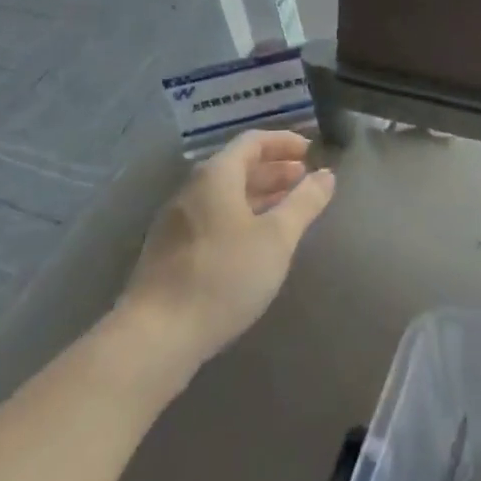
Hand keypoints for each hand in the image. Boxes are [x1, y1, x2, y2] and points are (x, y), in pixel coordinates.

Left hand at [121, 130, 334, 368]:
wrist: (154, 338)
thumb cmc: (222, 276)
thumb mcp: (276, 238)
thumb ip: (304, 203)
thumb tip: (326, 175)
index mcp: (216, 175)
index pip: (253, 141)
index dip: (284, 142)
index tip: (311, 152)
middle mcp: (192, 190)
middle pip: (237, 166)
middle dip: (274, 170)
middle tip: (304, 181)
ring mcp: (176, 222)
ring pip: (224, 195)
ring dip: (258, 195)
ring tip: (287, 211)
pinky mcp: (169, 253)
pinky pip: (212, 218)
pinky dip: (240, 217)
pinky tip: (254, 244)